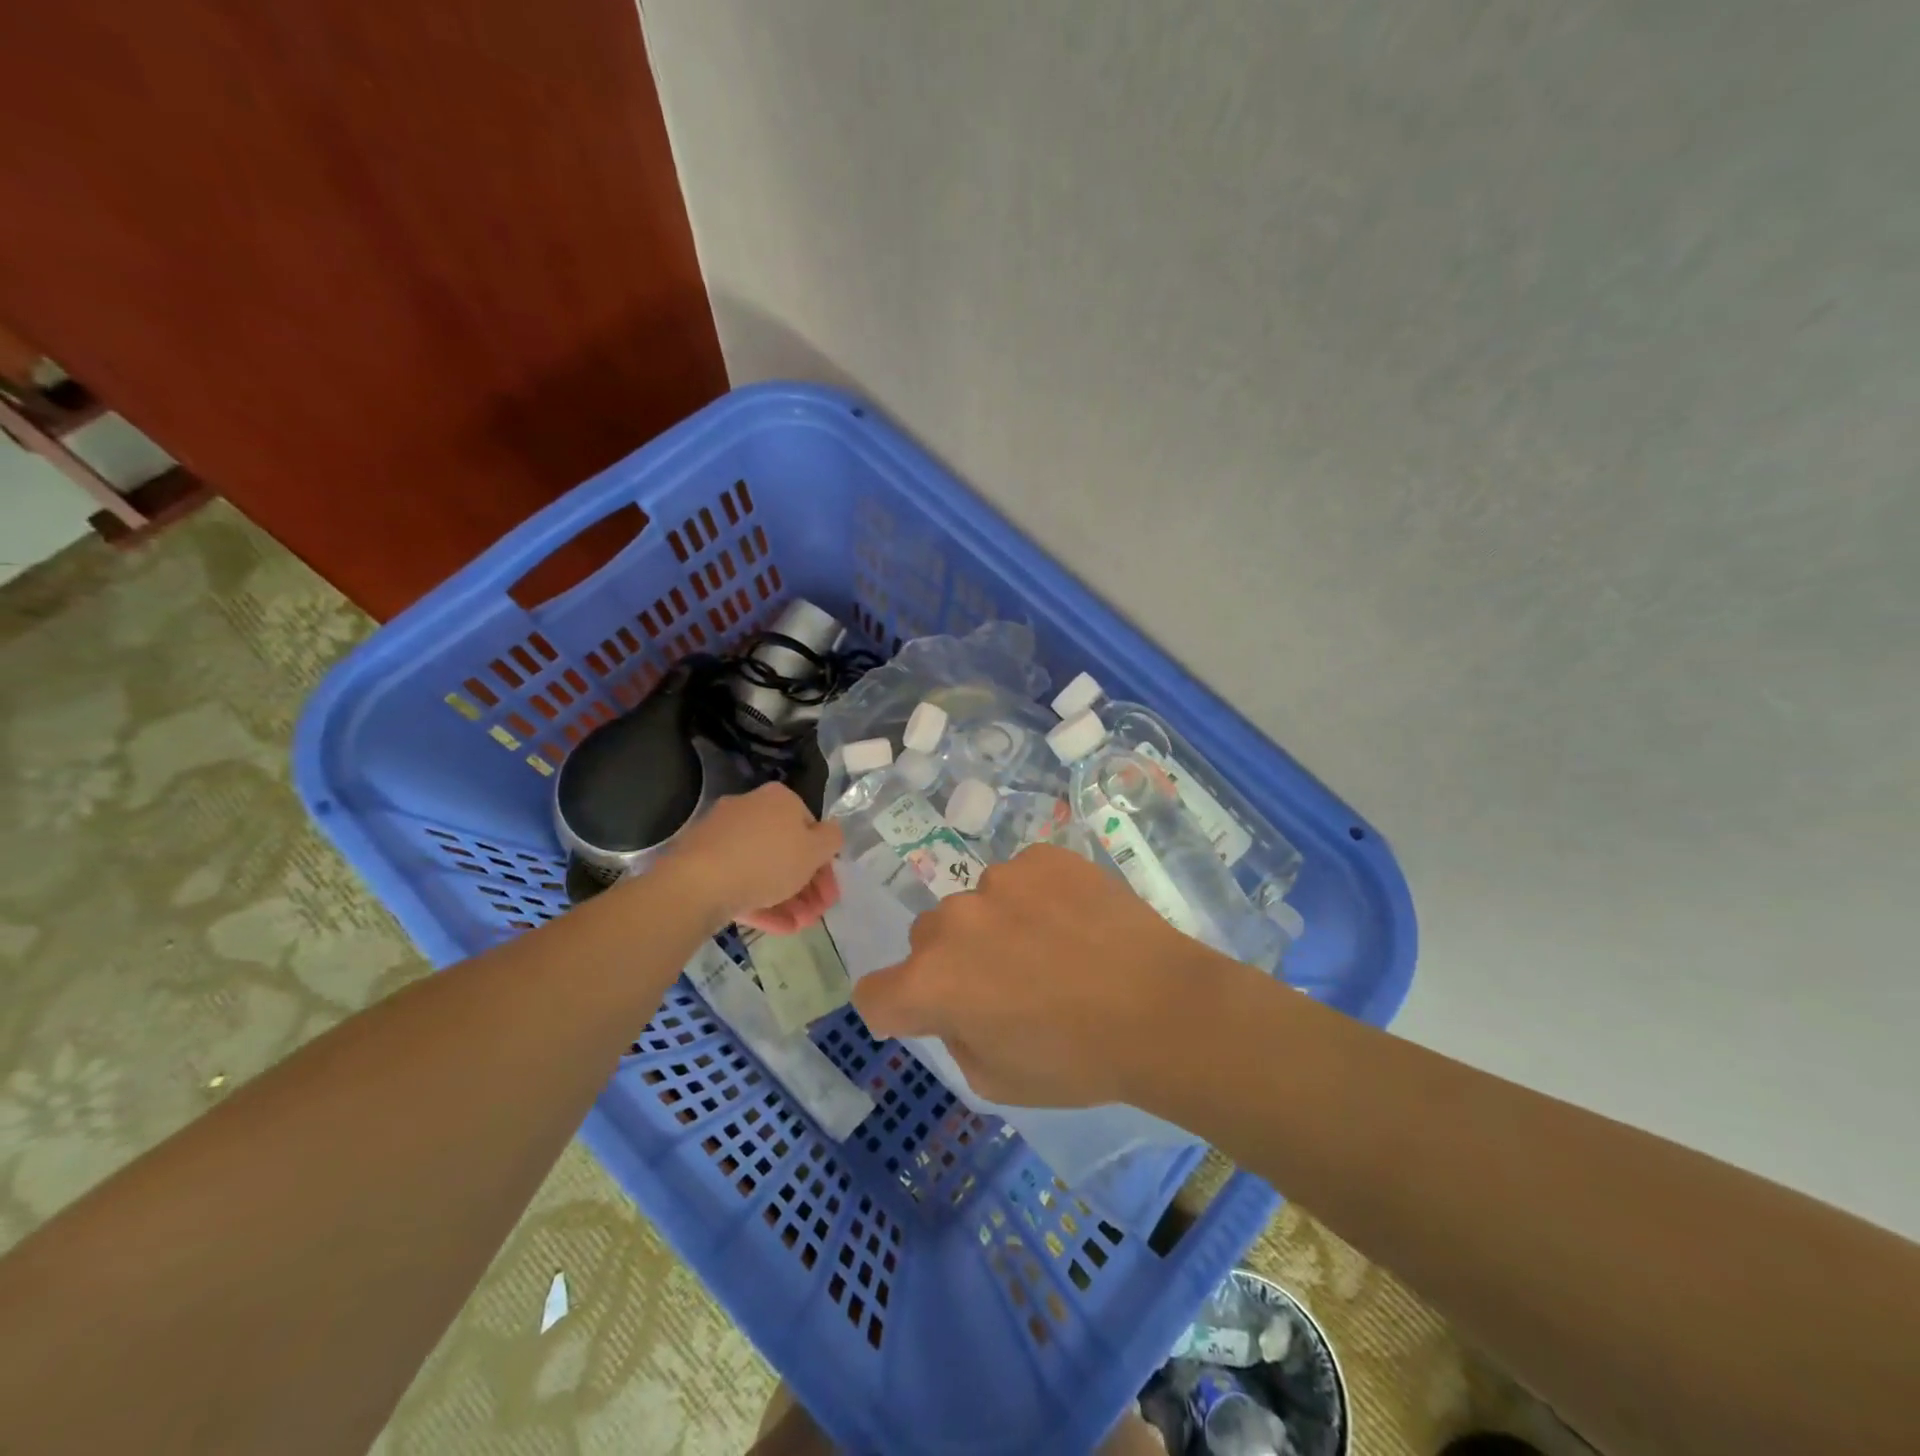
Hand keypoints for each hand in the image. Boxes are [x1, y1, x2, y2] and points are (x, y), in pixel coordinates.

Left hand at [667, 784, 842, 933]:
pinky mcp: (703, 863)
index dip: (825, 863)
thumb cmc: (768, 860)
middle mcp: (751, 809)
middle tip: (816, 914)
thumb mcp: (815, 850)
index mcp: (779, 799)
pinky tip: (777, 928)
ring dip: (788, 899)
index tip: (830, 893)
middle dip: (807, 887)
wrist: (698, 883)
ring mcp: (724, 836)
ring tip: (799, 927)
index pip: (811, 828)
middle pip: (787, 851)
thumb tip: (830, 833)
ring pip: (764, 869)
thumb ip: (832, 839)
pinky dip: (761, 902)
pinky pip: (740, 880)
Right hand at [852, 844, 1231, 1107]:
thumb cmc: (1078, 1060)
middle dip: (952, 963)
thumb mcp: (997, 1081)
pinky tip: (1075, 921)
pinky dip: (1035, 898)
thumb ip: (956, 1036)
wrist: (1163, 1008)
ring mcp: (999, 879)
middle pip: (927, 940)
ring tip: (1052, 949)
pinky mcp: (1042, 856)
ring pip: (976, 904)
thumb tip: (957, 1005)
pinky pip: (1021, 877)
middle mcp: (953, 921)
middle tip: (1007, 985)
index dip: (898, 1010)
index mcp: (932, 982)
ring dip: (996, 926)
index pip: (874, 993)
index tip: (930, 1015)